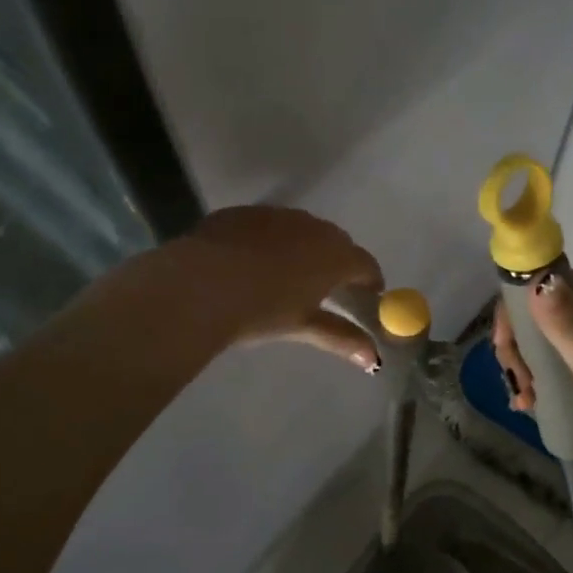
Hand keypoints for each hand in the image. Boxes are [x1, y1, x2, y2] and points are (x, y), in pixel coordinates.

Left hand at [182, 206, 384, 368]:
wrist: (198, 284)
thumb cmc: (260, 311)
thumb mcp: (303, 326)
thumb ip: (342, 338)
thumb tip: (373, 360)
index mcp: (334, 256)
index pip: (365, 264)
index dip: (370, 281)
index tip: (369, 296)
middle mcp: (312, 227)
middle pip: (337, 241)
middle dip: (340, 262)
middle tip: (331, 287)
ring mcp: (277, 215)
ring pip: (303, 228)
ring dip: (306, 247)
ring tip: (290, 272)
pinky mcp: (245, 212)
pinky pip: (270, 225)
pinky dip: (272, 240)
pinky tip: (253, 260)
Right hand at [493, 270, 572, 494]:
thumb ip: (564, 320)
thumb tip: (534, 277)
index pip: (551, 285)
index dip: (520, 308)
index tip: (504, 344)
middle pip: (546, 318)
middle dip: (521, 345)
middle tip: (516, 381)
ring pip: (553, 349)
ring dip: (530, 369)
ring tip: (524, 400)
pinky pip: (566, 375)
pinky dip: (546, 386)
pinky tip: (534, 408)